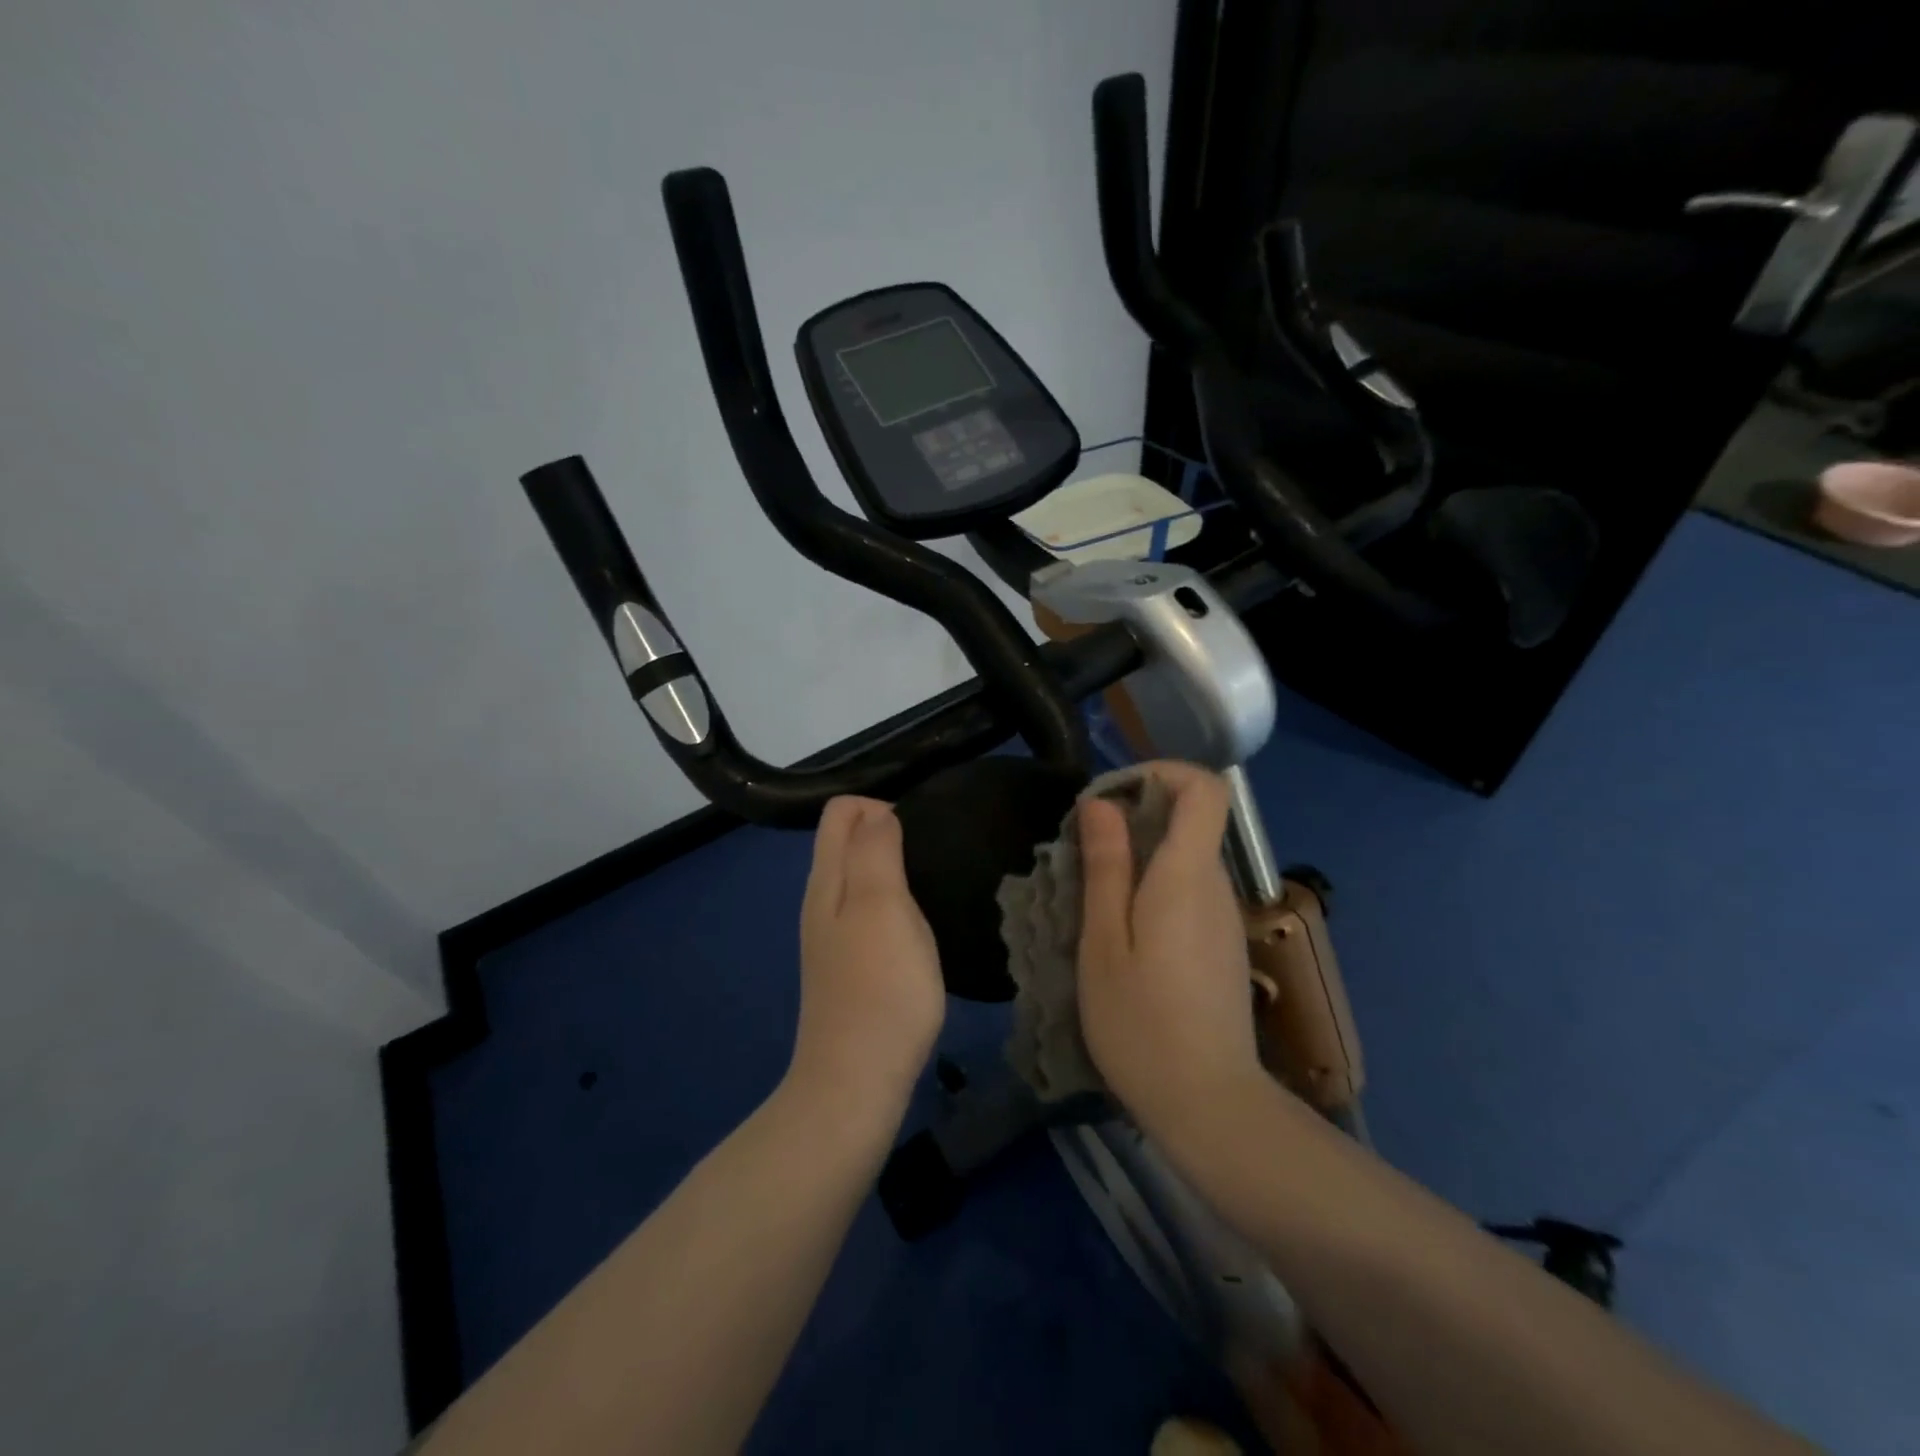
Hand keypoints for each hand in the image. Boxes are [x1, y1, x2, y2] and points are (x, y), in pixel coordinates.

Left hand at [787, 797, 946, 1116]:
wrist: (857, 1079)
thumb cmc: (879, 986)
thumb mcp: (882, 905)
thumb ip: (876, 851)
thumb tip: (879, 813)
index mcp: (827, 879)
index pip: (840, 811)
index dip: (880, 806)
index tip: (922, 833)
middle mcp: (822, 900)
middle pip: (847, 841)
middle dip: (888, 831)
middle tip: (936, 856)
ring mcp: (834, 936)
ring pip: (859, 877)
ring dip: (894, 868)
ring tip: (935, 885)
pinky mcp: (851, 966)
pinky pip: (869, 911)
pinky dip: (895, 903)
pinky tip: (921, 926)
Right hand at [1076, 762, 1263, 1135]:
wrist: (1208, 1106)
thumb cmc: (1141, 1023)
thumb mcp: (1103, 942)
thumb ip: (1106, 866)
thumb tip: (1102, 802)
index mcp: (1187, 876)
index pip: (1204, 788)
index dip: (1159, 773)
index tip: (1109, 798)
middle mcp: (1216, 886)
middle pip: (1190, 819)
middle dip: (1135, 816)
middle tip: (1082, 851)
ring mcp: (1224, 917)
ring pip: (1186, 856)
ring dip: (1139, 854)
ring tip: (1091, 893)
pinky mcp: (1221, 944)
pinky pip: (1189, 889)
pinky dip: (1153, 886)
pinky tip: (1120, 929)